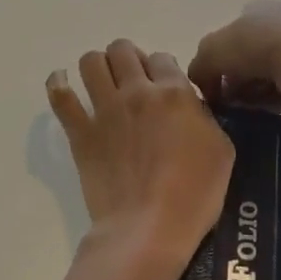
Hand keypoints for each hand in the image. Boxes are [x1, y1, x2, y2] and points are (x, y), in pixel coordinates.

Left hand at [47, 39, 233, 271]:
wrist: (149, 229)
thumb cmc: (194, 194)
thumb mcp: (221, 150)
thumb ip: (203, 117)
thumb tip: (189, 107)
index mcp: (174, 93)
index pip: (163, 57)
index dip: (163, 69)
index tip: (163, 87)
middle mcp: (137, 91)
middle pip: (123, 50)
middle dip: (128, 58)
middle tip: (132, 81)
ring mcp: (105, 110)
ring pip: (91, 62)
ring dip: (97, 66)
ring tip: (102, 83)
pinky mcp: (81, 133)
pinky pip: (60, 96)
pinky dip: (58, 84)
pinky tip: (61, 83)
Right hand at [188, 0, 280, 111]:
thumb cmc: (254, 47)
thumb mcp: (210, 52)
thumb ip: (199, 66)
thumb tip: (201, 82)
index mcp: (256, 8)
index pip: (229, 36)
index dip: (219, 62)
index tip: (216, 86)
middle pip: (248, 57)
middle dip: (237, 81)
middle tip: (233, 102)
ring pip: (268, 74)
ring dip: (256, 92)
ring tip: (254, 107)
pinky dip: (278, 97)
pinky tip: (274, 106)